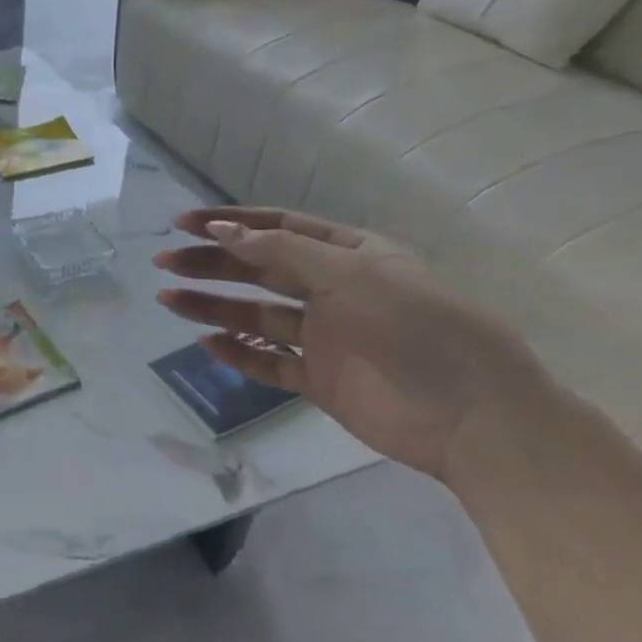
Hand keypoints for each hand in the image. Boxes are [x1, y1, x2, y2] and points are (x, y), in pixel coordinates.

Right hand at [153, 207, 552, 479]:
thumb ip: (282, 251)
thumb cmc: (418, 328)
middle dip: (212, 264)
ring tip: (168, 300)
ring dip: (213, 306)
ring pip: (256, 314)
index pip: (279, 228)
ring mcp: (326, 336)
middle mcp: (333, 290)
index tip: (184, 224)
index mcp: (349, 254)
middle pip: (259, 269)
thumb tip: (220, 231)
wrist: (476, 418)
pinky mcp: (321, 380)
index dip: (231, 223)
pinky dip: (238, 353)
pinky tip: (206, 344)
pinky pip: (270, 361)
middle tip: (165, 263)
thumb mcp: (352, 274)